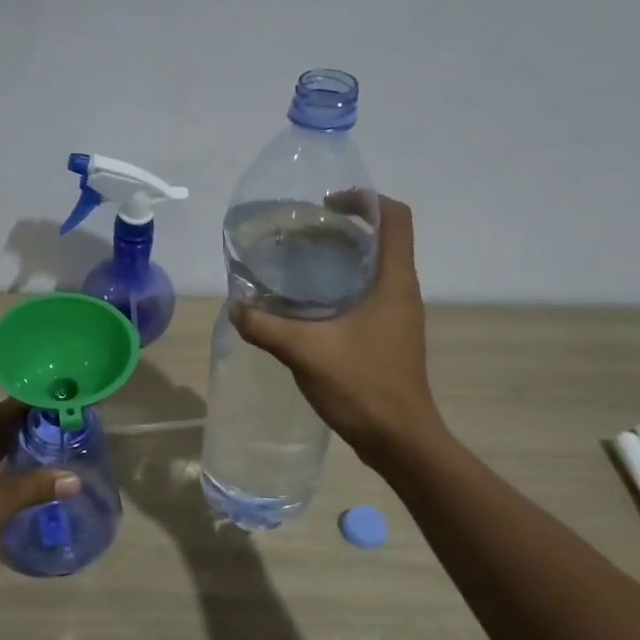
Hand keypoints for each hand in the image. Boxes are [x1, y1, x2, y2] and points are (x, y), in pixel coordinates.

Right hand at [230, 196, 440, 464]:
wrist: (399, 439)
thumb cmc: (363, 386)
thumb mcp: (306, 352)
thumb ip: (267, 326)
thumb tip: (238, 308)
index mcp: (394, 281)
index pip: (395, 218)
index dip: (365, 200)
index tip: (326, 205)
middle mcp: (402, 291)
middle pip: (380, 241)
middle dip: (342, 230)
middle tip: (299, 236)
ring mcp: (398, 317)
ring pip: (373, 271)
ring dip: (340, 261)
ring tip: (297, 267)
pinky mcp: (388, 338)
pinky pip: (367, 298)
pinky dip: (340, 290)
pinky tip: (306, 309)